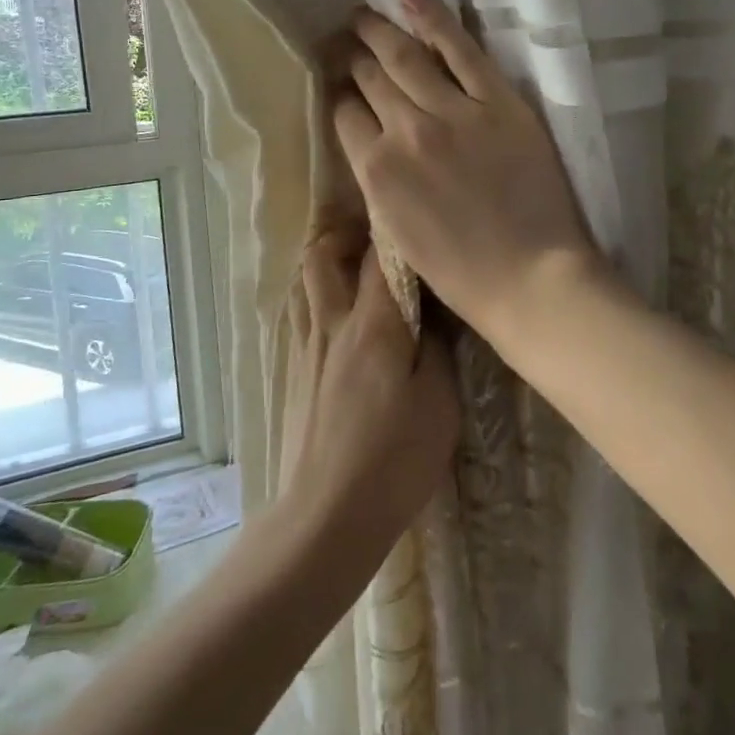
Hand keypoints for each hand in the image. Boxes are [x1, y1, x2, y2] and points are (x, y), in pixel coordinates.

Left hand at [279, 224, 459, 560]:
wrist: (325, 516)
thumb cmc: (394, 460)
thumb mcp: (440, 403)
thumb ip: (438, 347)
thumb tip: (432, 313)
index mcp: (373, 325)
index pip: (380, 255)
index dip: (395, 229)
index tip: (414, 218)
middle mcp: (332, 324)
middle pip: (322, 253)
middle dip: (347, 233)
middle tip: (379, 239)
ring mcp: (306, 347)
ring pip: (305, 280)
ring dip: (327, 263)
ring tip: (357, 270)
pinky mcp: (294, 370)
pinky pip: (301, 312)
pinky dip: (317, 296)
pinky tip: (340, 317)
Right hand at [331, 0, 599, 345]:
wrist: (530, 278)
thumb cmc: (460, 272)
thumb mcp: (396, 233)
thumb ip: (378, 181)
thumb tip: (369, 142)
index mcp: (376, 171)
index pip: (345, 115)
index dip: (340, 96)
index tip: (340, 85)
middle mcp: (405, 131)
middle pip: (369, 79)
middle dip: (353, 56)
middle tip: (345, 39)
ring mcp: (454, 111)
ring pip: (405, 57)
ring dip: (378, 30)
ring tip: (363, 15)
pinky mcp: (498, 101)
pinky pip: (460, 49)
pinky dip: (433, 19)